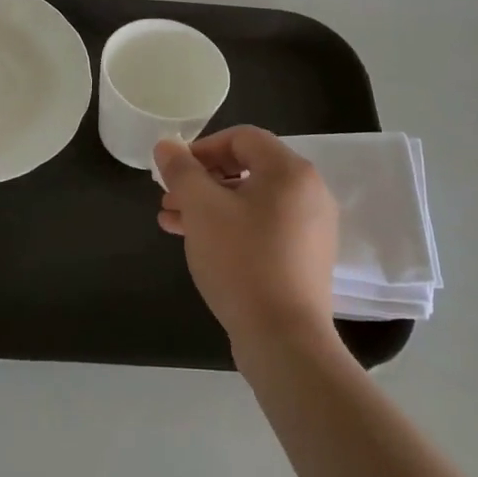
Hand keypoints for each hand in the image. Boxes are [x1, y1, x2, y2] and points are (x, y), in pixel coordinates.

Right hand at [155, 126, 339, 352]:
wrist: (283, 338)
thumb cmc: (241, 260)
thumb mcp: (202, 208)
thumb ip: (181, 171)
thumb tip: (166, 145)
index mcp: (290, 171)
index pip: (242, 138)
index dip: (202, 147)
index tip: (174, 170)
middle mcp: (309, 192)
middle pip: (247, 169)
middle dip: (202, 181)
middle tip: (168, 198)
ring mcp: (311, 228)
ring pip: (252, 201)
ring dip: (210, 206)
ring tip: (171, 222)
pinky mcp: (305, 258)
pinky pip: (263, 227)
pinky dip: (231, 227)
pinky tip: (198, 243)